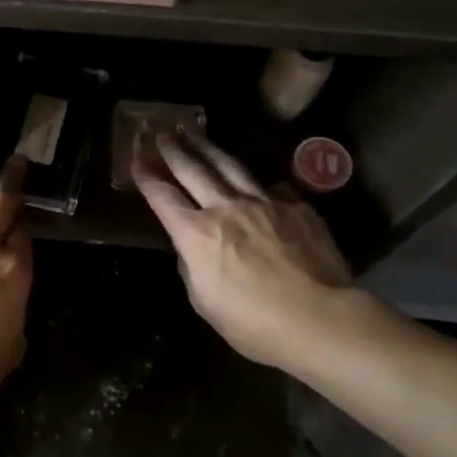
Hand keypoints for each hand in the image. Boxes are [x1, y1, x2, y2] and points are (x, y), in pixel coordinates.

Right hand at [133, 130, 352, 373]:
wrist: (320, 318)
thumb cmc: (254, 324)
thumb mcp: (205, 302)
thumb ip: (193, 268)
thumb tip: (194, 250)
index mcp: (196, 234)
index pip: (163, 197)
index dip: (147, 178)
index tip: (136, 161)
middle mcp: (226, 208)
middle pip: (193, 170)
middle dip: (173, 150)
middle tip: (161, 133)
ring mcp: (264, 202)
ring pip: (230, 166)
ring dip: (208, 148)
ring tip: (195, 132)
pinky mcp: (296, 206)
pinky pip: (272, 187)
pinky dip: (258, 183)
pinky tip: (257, 181)